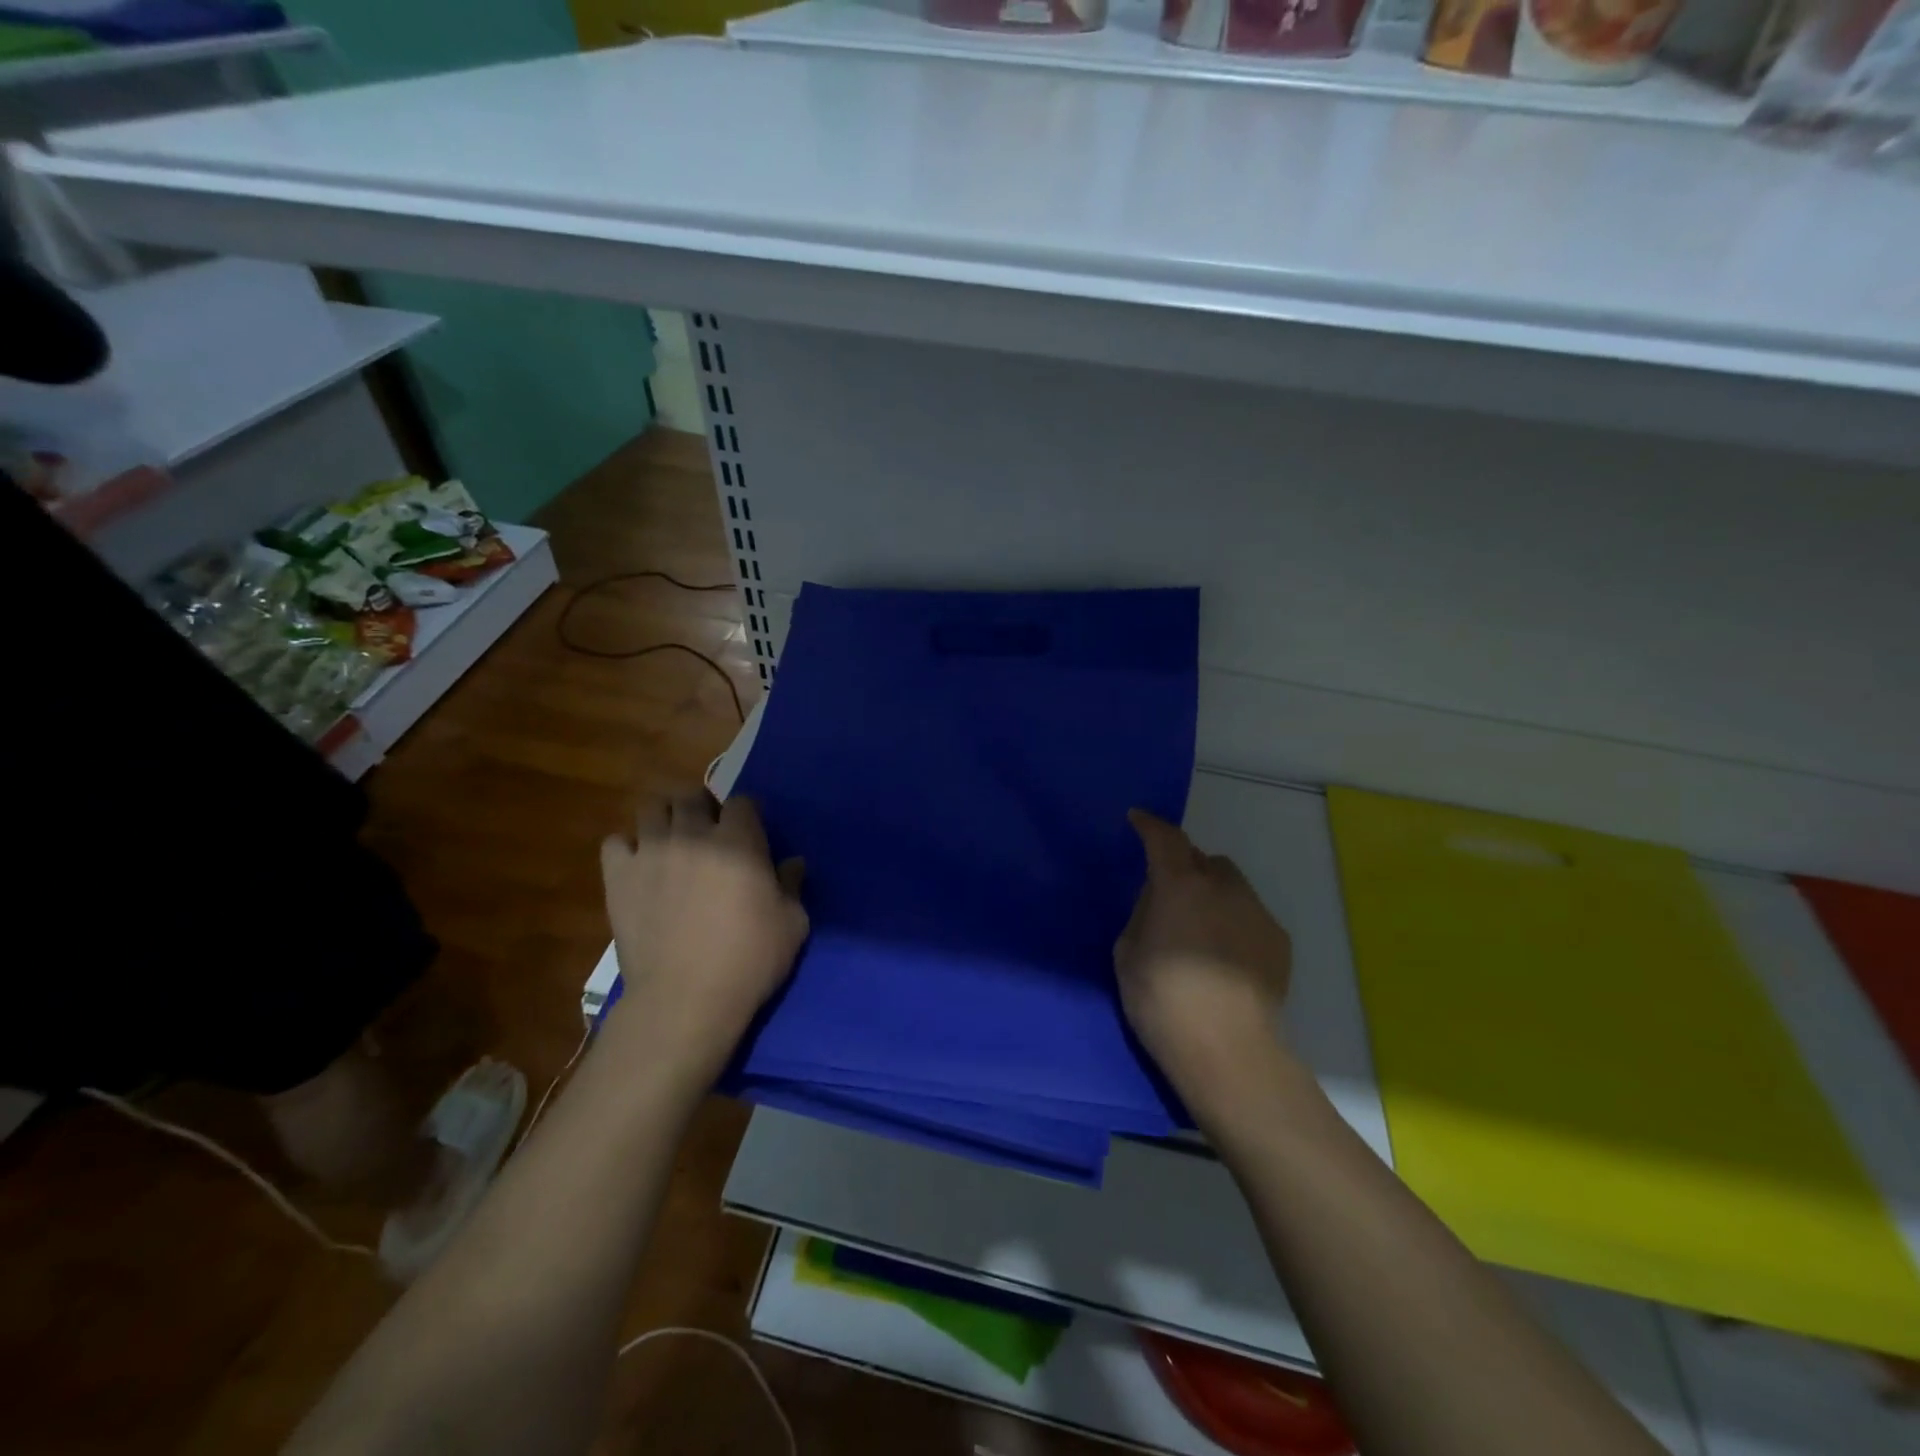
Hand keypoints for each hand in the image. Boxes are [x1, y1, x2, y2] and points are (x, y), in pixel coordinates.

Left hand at [600, 792, 806, 1081]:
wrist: (685, 999)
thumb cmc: (749, 960)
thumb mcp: (792, 924)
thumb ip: (793, 885)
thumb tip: (792, 863)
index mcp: (739, 840)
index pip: (741, 802)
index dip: (747, 815)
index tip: (749, 835)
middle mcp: (693, 834)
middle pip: (693, 795)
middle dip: (703, 807)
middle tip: (709, 833)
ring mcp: (651, 851)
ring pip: (651, 807)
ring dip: (665, 818)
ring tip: (672, 842)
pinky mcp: (618, 875)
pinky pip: (615, 842)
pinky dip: (628, 848)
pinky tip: (639, 867)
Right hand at [1115, 809, 1294, 1121]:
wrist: (1228, 1051)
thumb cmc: (1163, 1001)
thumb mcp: (1128, 953)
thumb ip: (1143, 913)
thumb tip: (1160, 901)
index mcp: (1179, 885)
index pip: (1164, 837)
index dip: (1149, 825)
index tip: (1138, 820)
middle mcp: (1223, 887)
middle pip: (1201, 858)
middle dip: (1183, 866)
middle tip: (1169, 895)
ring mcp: (1256, 912)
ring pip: (1230, 885)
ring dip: (1211, 893)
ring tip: (1201, 931)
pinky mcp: (1279, 940)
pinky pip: (1249, 914)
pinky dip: (1234, 921)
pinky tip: (1225, 958)